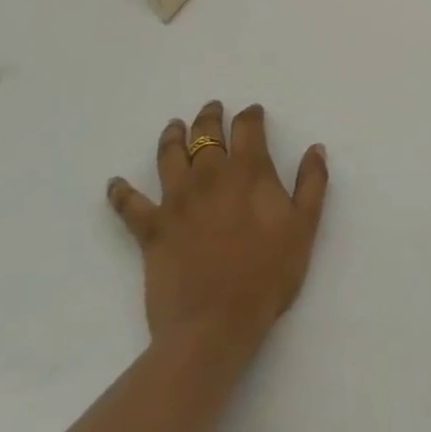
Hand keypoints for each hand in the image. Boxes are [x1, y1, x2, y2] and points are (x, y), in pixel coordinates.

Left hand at [106, 100, 328, 354]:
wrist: (216, 323)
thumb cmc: (269, 274)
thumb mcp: (305, 227)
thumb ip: (312, 184)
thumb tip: (315, 148)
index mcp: (248, 172)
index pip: (248, 129)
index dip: (251, 116)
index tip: (253, 112)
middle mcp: (209, 176)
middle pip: (205, 134)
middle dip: (210, 117)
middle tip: (212, 108)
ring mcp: (176, 201)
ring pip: (169, 156)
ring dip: (171, 137)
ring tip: (173, 127)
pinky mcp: (151, 229)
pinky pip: (130, 204)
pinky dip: (121, 192)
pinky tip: (115, 183)